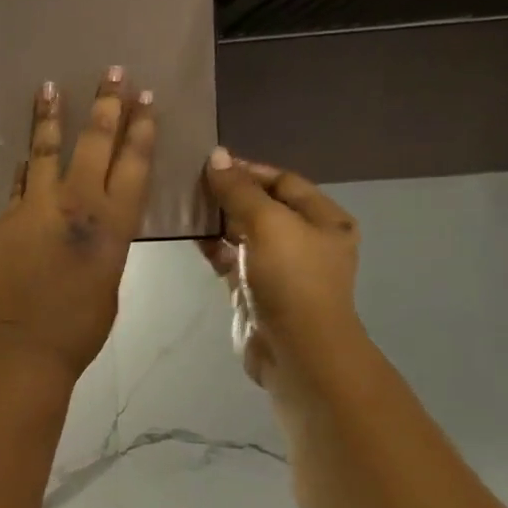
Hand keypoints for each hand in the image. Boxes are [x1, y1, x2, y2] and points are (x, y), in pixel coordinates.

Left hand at [0, 70, 155, 383]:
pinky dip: (27, 166)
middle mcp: (77, 206)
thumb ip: (105, 241)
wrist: (26, 348)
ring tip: (50, 86)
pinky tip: (27, 151)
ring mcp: (35, 208)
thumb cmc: (80, 327)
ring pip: (45, 150)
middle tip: (112, 73)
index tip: (144, 99)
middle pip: (95, 143)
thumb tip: (91, 221)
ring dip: (51, 116)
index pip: (133, 163)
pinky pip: (19, 183)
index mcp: (113, 225)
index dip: (141, 129)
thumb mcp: (110, 279)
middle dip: (106, 105)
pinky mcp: (4, 218)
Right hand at [199, 149, 364, 394]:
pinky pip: (230, 258)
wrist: (295, 351)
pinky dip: (212, 246)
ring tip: (183, 203)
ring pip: (243, 233)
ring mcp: (278, 267)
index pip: (283, 181)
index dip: (248, 170)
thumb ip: (240, 190)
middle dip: (229, 193)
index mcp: (324, 219)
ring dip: (217, 219)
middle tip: (190, 182)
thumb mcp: (269, 225)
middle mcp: (305, 240)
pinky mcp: (253, 290)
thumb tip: (216, 156)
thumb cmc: (291, 280)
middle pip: (263, 205)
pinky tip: (189, 234)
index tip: (209, 163)